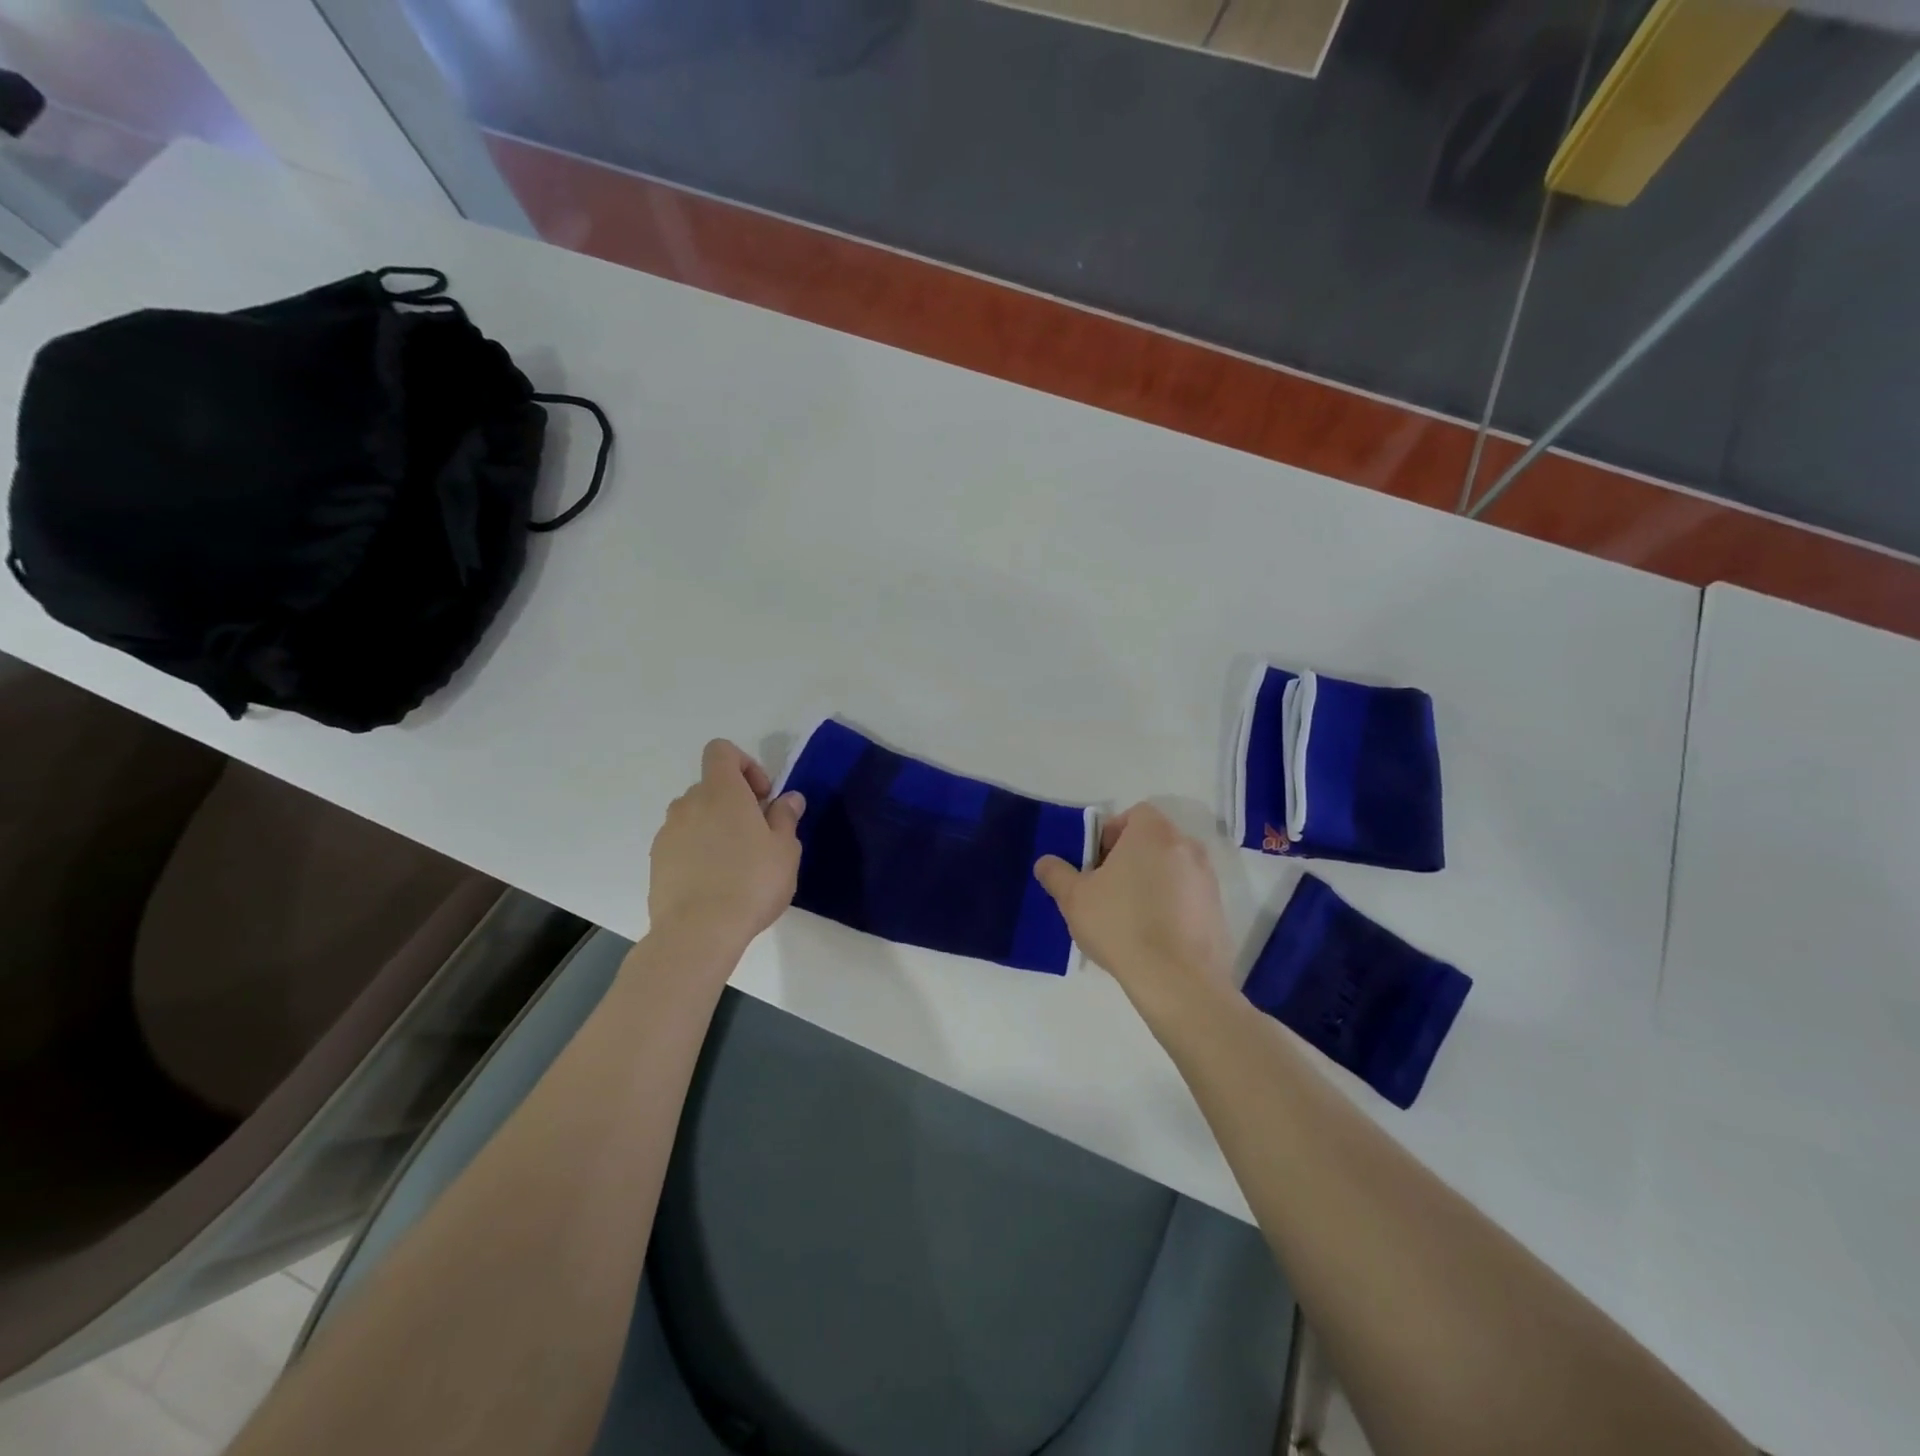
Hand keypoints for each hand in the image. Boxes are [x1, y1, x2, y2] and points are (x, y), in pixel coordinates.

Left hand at [648, 740, 804, 956]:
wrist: (698, 933)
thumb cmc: (751, 882)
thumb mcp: (785, 849)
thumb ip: (785, 817)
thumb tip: (788, 798)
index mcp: (721, 792)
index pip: (721, 751)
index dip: (745, 765)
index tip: (762, 797)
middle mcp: (688, 804)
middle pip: (711, 786)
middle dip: (735, 802)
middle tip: (758, 835)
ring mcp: (667, 833)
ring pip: (695, 816)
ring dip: (716, 828)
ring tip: (737, 864)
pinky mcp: (657, 862)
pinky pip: (682, 843)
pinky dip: (699, 852)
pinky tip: (716, 884)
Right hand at [1034, 804, 1233, 1016]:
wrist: (1178, 980)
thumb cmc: (1121, 925)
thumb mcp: (1074, 899)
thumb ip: (1057, 874)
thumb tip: (1045, 863)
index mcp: (1153, 833)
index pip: (1134, 814)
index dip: (1111, 833)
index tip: (1097, 863)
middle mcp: (1186, 847)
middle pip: (1153, 841)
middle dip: (1130, 859)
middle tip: (1106, 890)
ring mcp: (1208, 879)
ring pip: (1172, 869)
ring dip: (1151, 883)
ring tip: (1129, 917)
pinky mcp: (1218, 910)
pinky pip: (1188, 897)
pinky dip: (1171, 906)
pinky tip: (1153, 937)